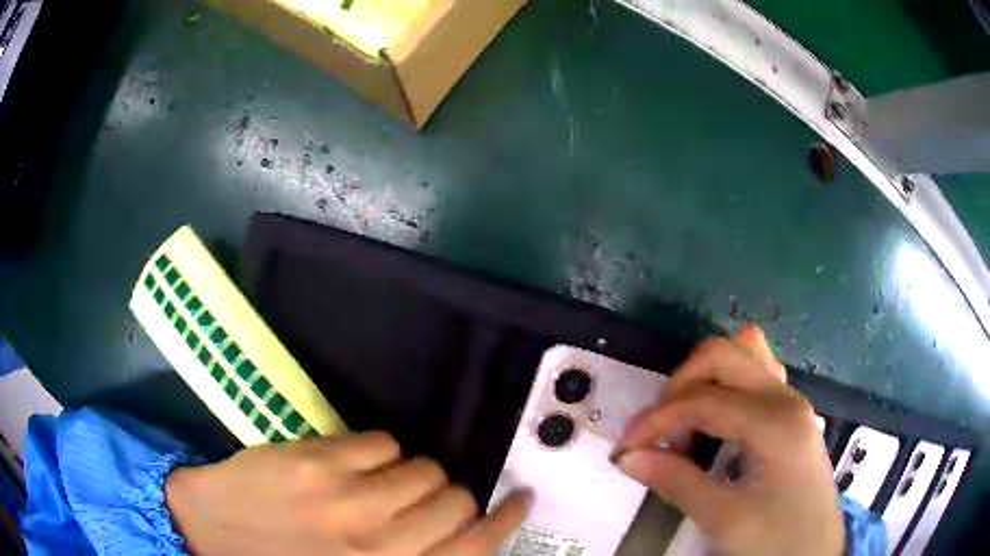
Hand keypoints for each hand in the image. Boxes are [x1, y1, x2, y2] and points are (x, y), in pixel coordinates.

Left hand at [165, 432, 530, 554]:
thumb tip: (458, 535)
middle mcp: (379, 545)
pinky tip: (350, 465)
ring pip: (423, 466)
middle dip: (449, 495)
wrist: (208, 529)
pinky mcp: (316, 462)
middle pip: (456, 499)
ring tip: (381, 482)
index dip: (506, 520)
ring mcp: (346, 500)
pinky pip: (382, 441)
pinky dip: (377, 451)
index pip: (475, 547)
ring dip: (410, 473)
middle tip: (424, 499)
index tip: (520, 499)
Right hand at [614, 324, 843, 555]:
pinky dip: (727, 382)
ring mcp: (791, 400)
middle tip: (657, 430)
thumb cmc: (775, 538)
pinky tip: (716, 414)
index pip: (704, 400)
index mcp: (775, 421)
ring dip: (703, 378)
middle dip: (679, 386)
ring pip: (742, 354)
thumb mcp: (724, 518)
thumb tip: (629, 457)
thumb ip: (676, 482)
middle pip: (722, 355)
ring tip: (683, 420)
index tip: (626, 448)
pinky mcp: (790, 412)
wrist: (814, 551)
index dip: (657, 420)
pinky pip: (757, 373)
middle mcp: (785, 397)